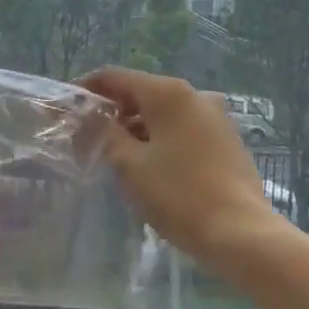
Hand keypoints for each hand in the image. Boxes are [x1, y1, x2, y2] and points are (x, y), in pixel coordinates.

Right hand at [81, 67, 279, 265]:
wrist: (240, 232)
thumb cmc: (178, 195)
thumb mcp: (128, 164)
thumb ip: (104, 133)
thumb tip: (88, 116)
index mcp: (168, 93)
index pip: (116, 77)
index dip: (88, 89)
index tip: (68, 108)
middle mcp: (195, 94)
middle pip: (141, 92)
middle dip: (112, 110)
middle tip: (87, 136)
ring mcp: (215, 115)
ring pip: (163, 111)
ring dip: (136, 126)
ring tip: (115, 153)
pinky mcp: (226, 138)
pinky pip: (183, 126)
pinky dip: (160, 136)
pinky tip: (149, 163)